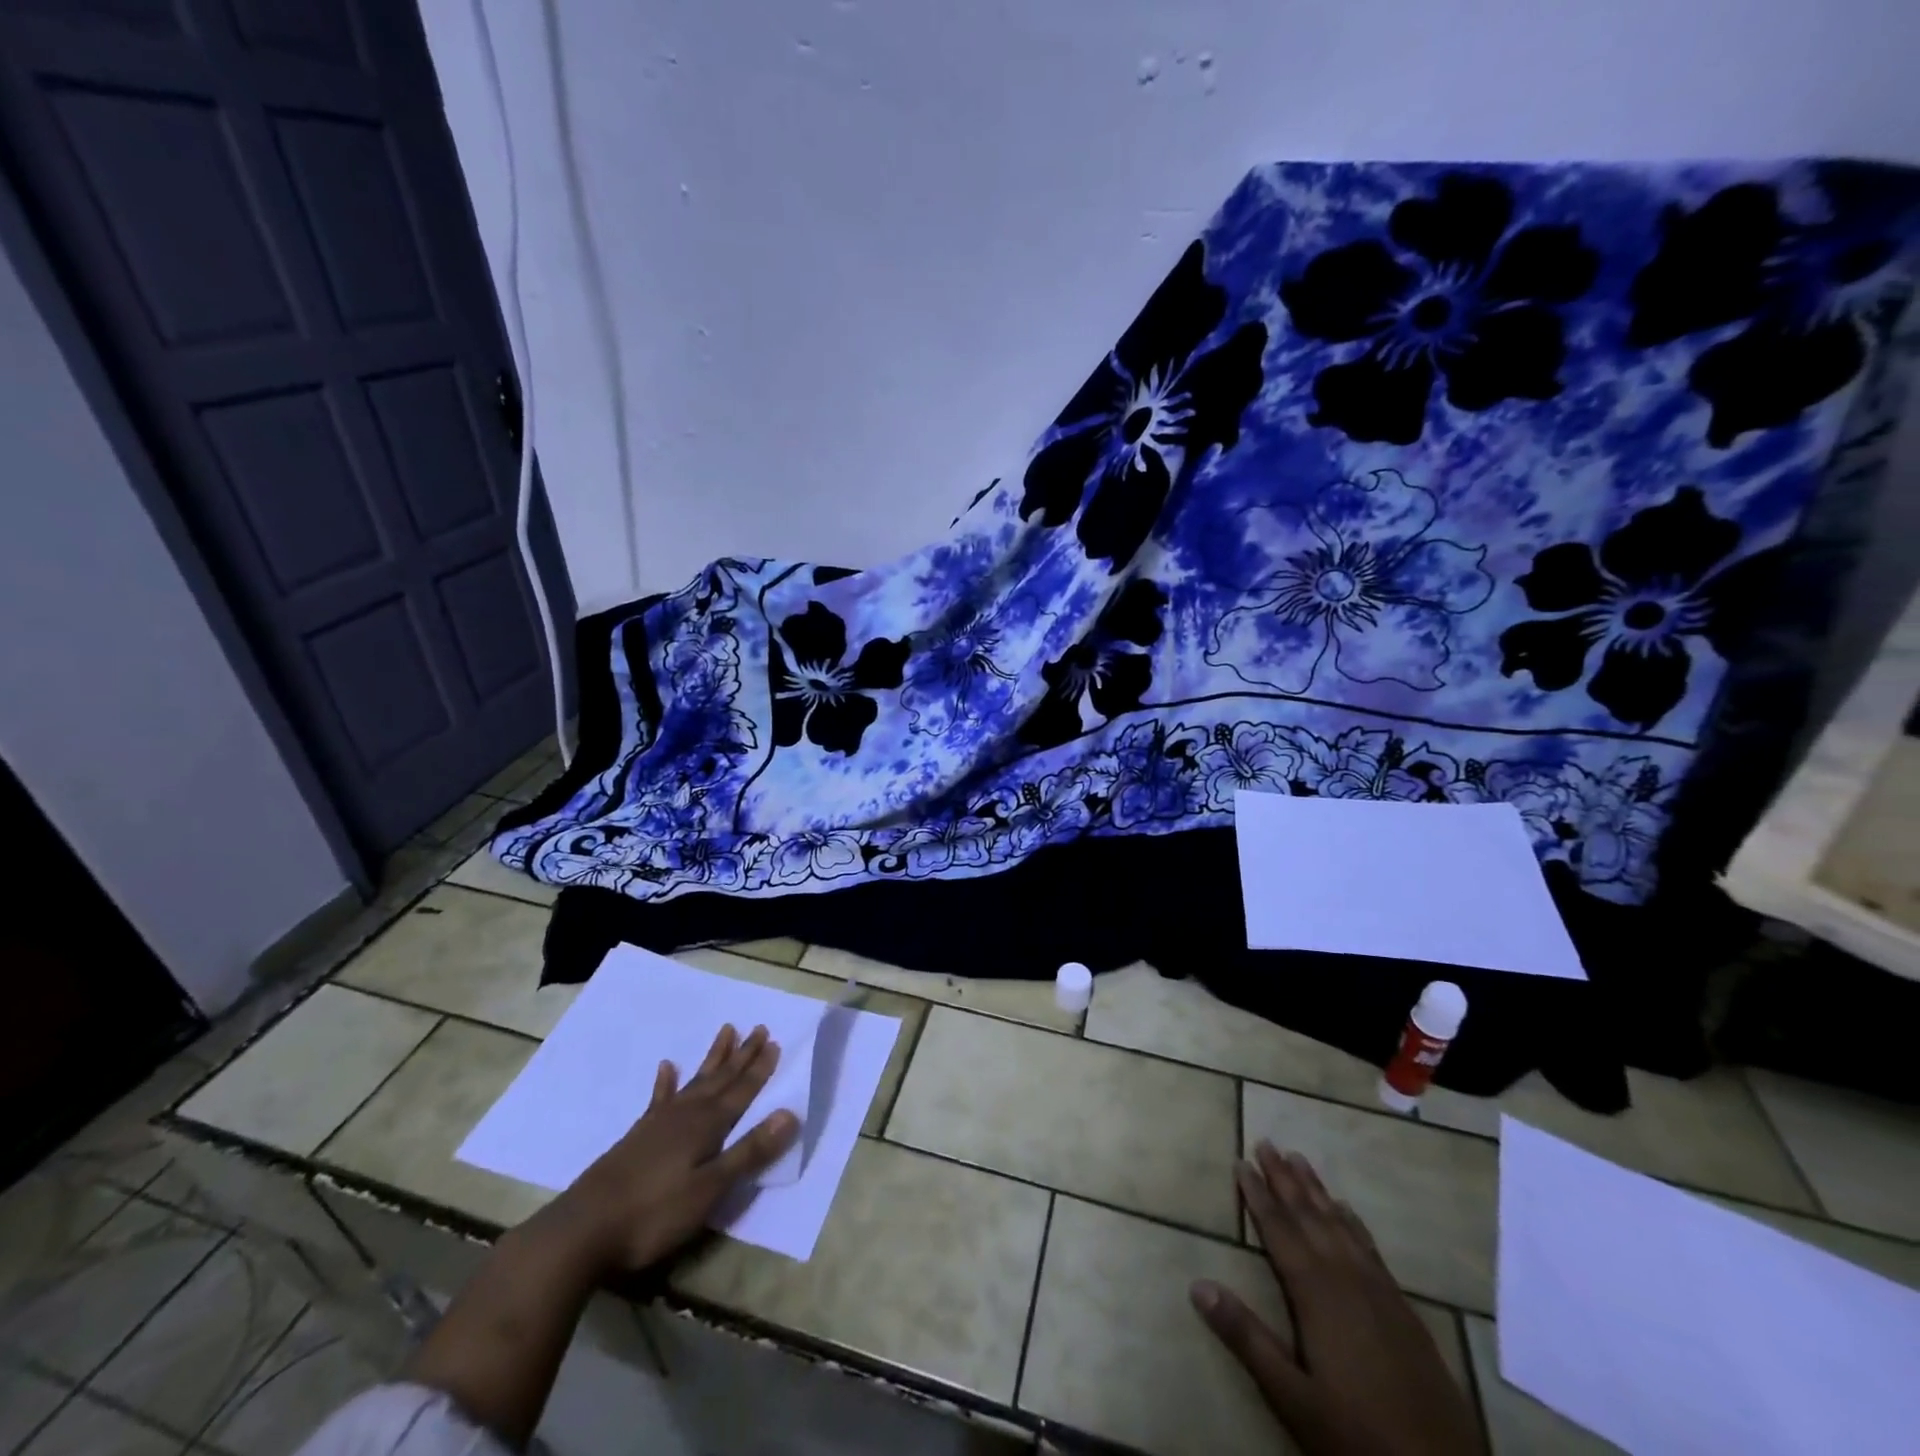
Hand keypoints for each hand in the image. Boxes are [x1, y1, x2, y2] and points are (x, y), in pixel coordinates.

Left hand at [553, 1023, 798, 1273]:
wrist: (582, 1231)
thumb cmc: (654, 1214)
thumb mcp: (710, 1190)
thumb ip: (749, 1152)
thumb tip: (790, 1113)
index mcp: (707, 1126)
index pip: (742, 1091)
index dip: (760, 1069)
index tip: (775, 1042)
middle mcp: (686, 1114)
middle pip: (721, 1078)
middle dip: (742, 1055)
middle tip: (759, 1028)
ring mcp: (659, 1123)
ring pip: (695, 1081)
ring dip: (713, 1058)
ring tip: (726, 1031)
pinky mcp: (638, 1136)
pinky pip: (659, 1098)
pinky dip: (666, 1082)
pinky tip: (666, 1067)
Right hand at [1190, 1142, 1483, 1455]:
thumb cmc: (1357, 1436)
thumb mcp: (1292, 1396)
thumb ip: (1246, 1337)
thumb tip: (1197, 1284)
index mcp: (1316, 1293)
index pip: (1279, 1230)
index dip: (1257, 1195)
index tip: (1241, 1162)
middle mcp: (1347, 1278)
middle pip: (1309, 1216)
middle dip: (1284, 1178)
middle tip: (1266, 1142)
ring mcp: (1380, 1291)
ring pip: (1340, 1224)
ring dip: (1316, 1190)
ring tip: (1298, 1159)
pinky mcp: (1403, 1308)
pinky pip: (1369, 1246)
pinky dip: (1352, 1221)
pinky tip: (1346, 1210)